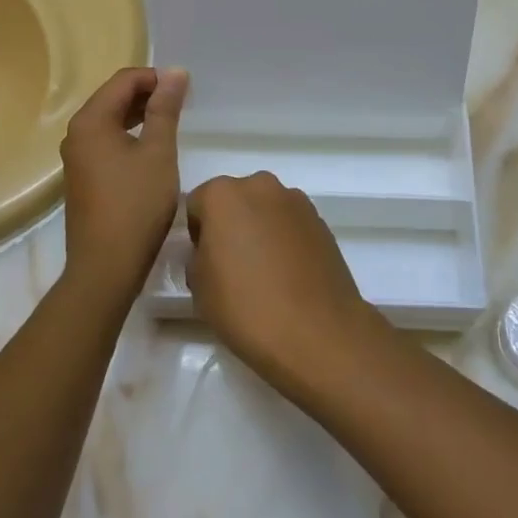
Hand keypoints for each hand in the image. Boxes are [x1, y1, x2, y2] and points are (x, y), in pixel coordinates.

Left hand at [59, 66, 187, 305]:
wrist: (105, 266)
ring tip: (171, 123)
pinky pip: (106, 140)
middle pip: (113, 96)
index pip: (124, 80)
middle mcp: (76, 132)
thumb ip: (165, 109)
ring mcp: (76, 156)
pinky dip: (129, 135)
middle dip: (148, 94)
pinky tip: (151, 149)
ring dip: (140, 114)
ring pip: (110, 119)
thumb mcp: (158, 152)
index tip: (184, 90)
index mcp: (91, 120)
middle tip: (182, 105)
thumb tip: (174, 72)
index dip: (156, 78)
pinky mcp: (82, 176)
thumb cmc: (136, 205)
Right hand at [185, 172, 383, 395]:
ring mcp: (295, 201)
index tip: (204, 263)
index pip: (197, 204)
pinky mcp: (321, 220)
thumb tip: (211, 252)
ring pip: (265, 210)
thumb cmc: (246, 307)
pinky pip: (290, 224)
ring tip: (264, 273)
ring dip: (260, 229)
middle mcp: (260, 186)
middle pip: (235, 200)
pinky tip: (288, 274)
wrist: (317, 332)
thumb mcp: (199, 287)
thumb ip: (198, 257)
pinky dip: (285, 239)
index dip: (197, 234)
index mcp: (223, 195)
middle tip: (232, 266)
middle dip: (230, 225)